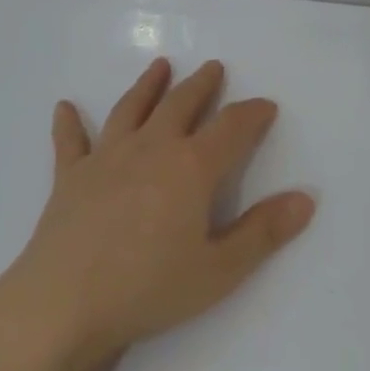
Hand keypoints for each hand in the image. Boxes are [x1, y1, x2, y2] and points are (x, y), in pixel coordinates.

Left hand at [0, 59, 313, 370]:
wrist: (63, 305)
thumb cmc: (148, 288)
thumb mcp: (219, 270)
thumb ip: (264, 232)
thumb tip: (306, 198)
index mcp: (191, 167)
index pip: (232, 128)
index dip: (253, 113)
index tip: (266, 105)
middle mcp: (151, 148)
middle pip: (181, 104)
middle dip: (201, 85)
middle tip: (212, 67)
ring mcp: (106, 158)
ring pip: (131, 109)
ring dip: (147, 86)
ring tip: (160, 65)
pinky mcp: (69, 177)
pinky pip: (70, 142)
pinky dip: (69, 123)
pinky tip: (64, 107)